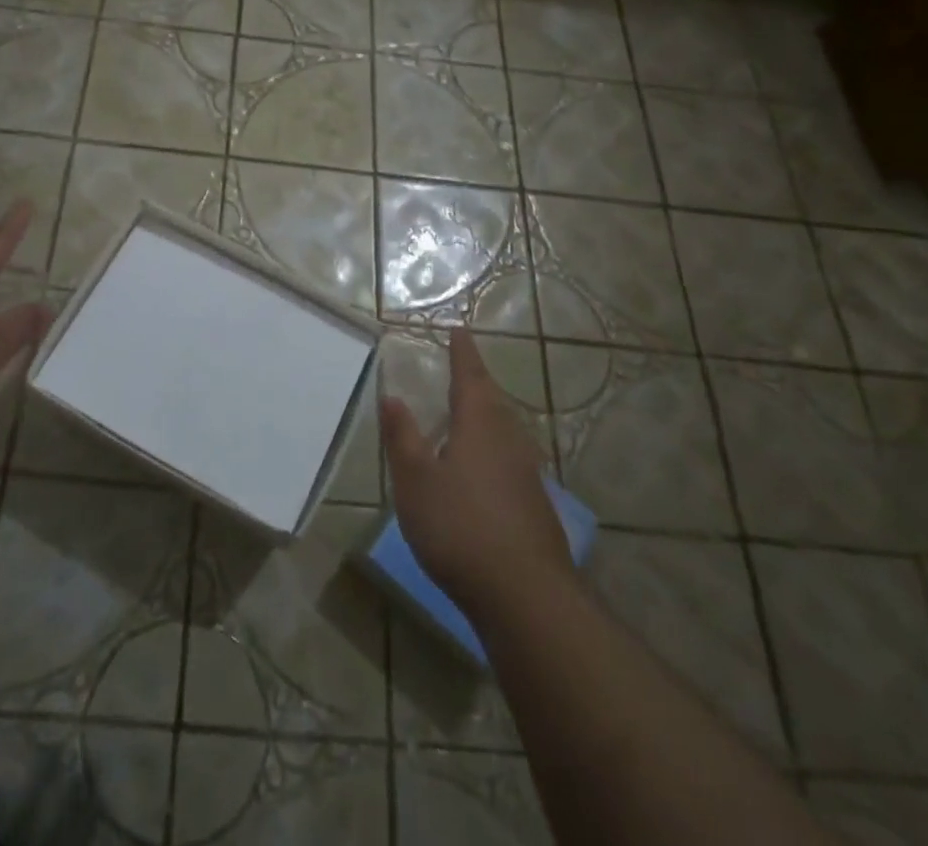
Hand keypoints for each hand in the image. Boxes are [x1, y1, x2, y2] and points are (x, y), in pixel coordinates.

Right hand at [381, 329, 572, 620]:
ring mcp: (527, 475)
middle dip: (476, 383)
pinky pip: (511, 459)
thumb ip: (403, 437)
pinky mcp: (535, 506)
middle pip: (492, 401)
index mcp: (479, 425)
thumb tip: (393, 396)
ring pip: (505, 431)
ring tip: (470, 413)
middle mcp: (508, 441)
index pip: (469, 377)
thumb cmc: (460, 527)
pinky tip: (485, 470)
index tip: (460, 330)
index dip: (463, 353)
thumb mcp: (415, 480)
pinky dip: (494, 450)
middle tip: (462, 368)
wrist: (526, 596)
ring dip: (487, 416)